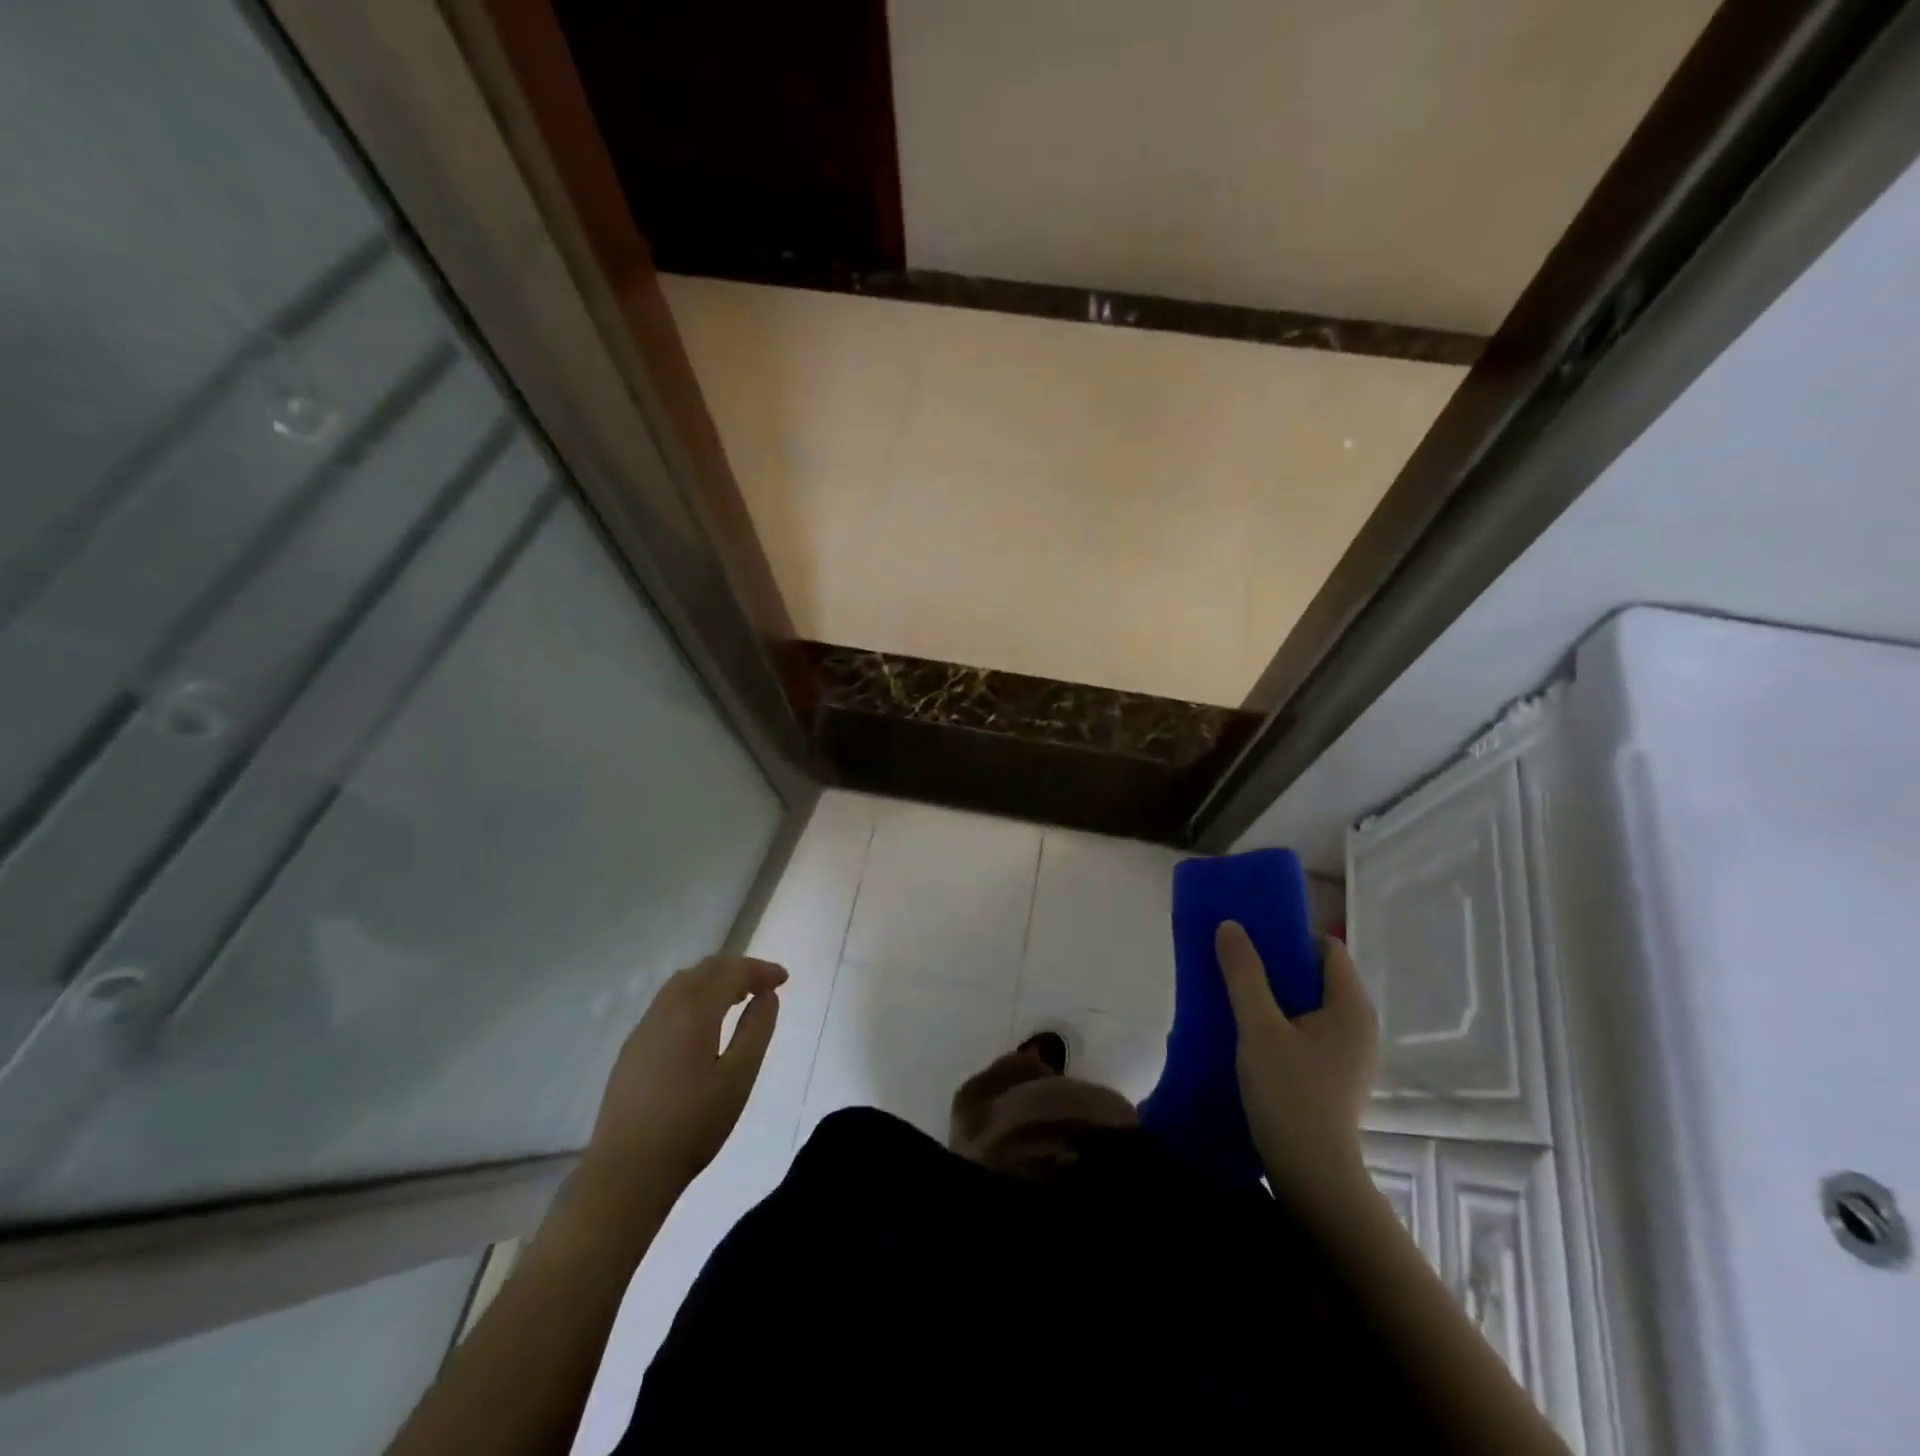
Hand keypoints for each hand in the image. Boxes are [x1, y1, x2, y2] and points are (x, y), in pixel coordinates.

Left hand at [578, 955, 787, 1203]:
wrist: (626, 1173)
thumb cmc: (692, 1126)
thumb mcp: (738, 1078)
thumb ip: (756, 1030)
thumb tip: (767, 996)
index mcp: (694, 1013)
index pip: (731, 972)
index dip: (760, 970)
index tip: (784, 979)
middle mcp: (665, 1010)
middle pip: (705, 970)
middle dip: (738, 969)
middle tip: (765, 985)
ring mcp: (644, 1029)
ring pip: (682, 983)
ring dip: (714, 980)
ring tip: (738, 998)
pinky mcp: (632, 1049)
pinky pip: (667, 1002)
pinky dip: (694, 995)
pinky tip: (703, 1023)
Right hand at [1216, 923, 1377, 1217]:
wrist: (1312, 1175)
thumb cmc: (1290, 1094)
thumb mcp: (1258, 1028)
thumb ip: (1244, 973)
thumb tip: (1230, 925)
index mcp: (1351, 1006)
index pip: (1327, 947)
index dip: (1290, 936)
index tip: (1251, 939)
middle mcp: (1359, 1024)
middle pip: (1318, 974)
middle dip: (1277, 963)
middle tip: (1236, 961)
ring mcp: (1350, 1052)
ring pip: (1310, 1003)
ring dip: (1275, 993)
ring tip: (1236, 992)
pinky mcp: (1335, 1073)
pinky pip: (1308, 1028)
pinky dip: (1282, 1020)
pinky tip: (1250, 1030)